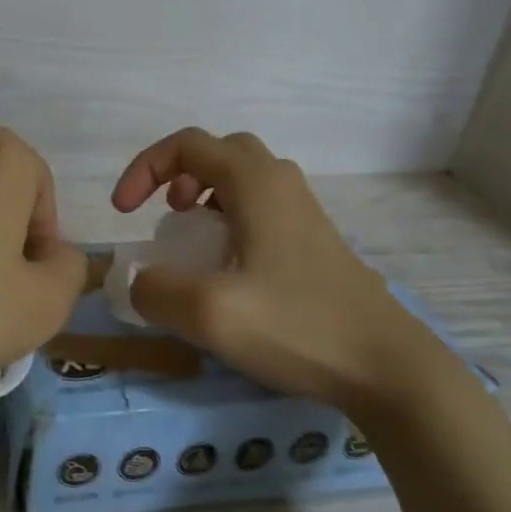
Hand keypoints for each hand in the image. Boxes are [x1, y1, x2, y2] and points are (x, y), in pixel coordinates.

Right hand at [111, 128, 440, 415]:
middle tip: (167, 214)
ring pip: (244, 179)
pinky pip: (262, 209)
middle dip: (179, 174)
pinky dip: (230, 219)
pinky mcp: (316, 243)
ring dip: (206, 195)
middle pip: (220, 151)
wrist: (387, 366)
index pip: (186, 145)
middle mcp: (281, 184)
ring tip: (192, 238)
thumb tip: (141, 282)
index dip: (144, 169)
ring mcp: (304, 213)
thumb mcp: (210, 313)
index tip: (124, 212)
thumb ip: (157, 290)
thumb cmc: (297, 326)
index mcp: (255, 183)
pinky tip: (229, 268)